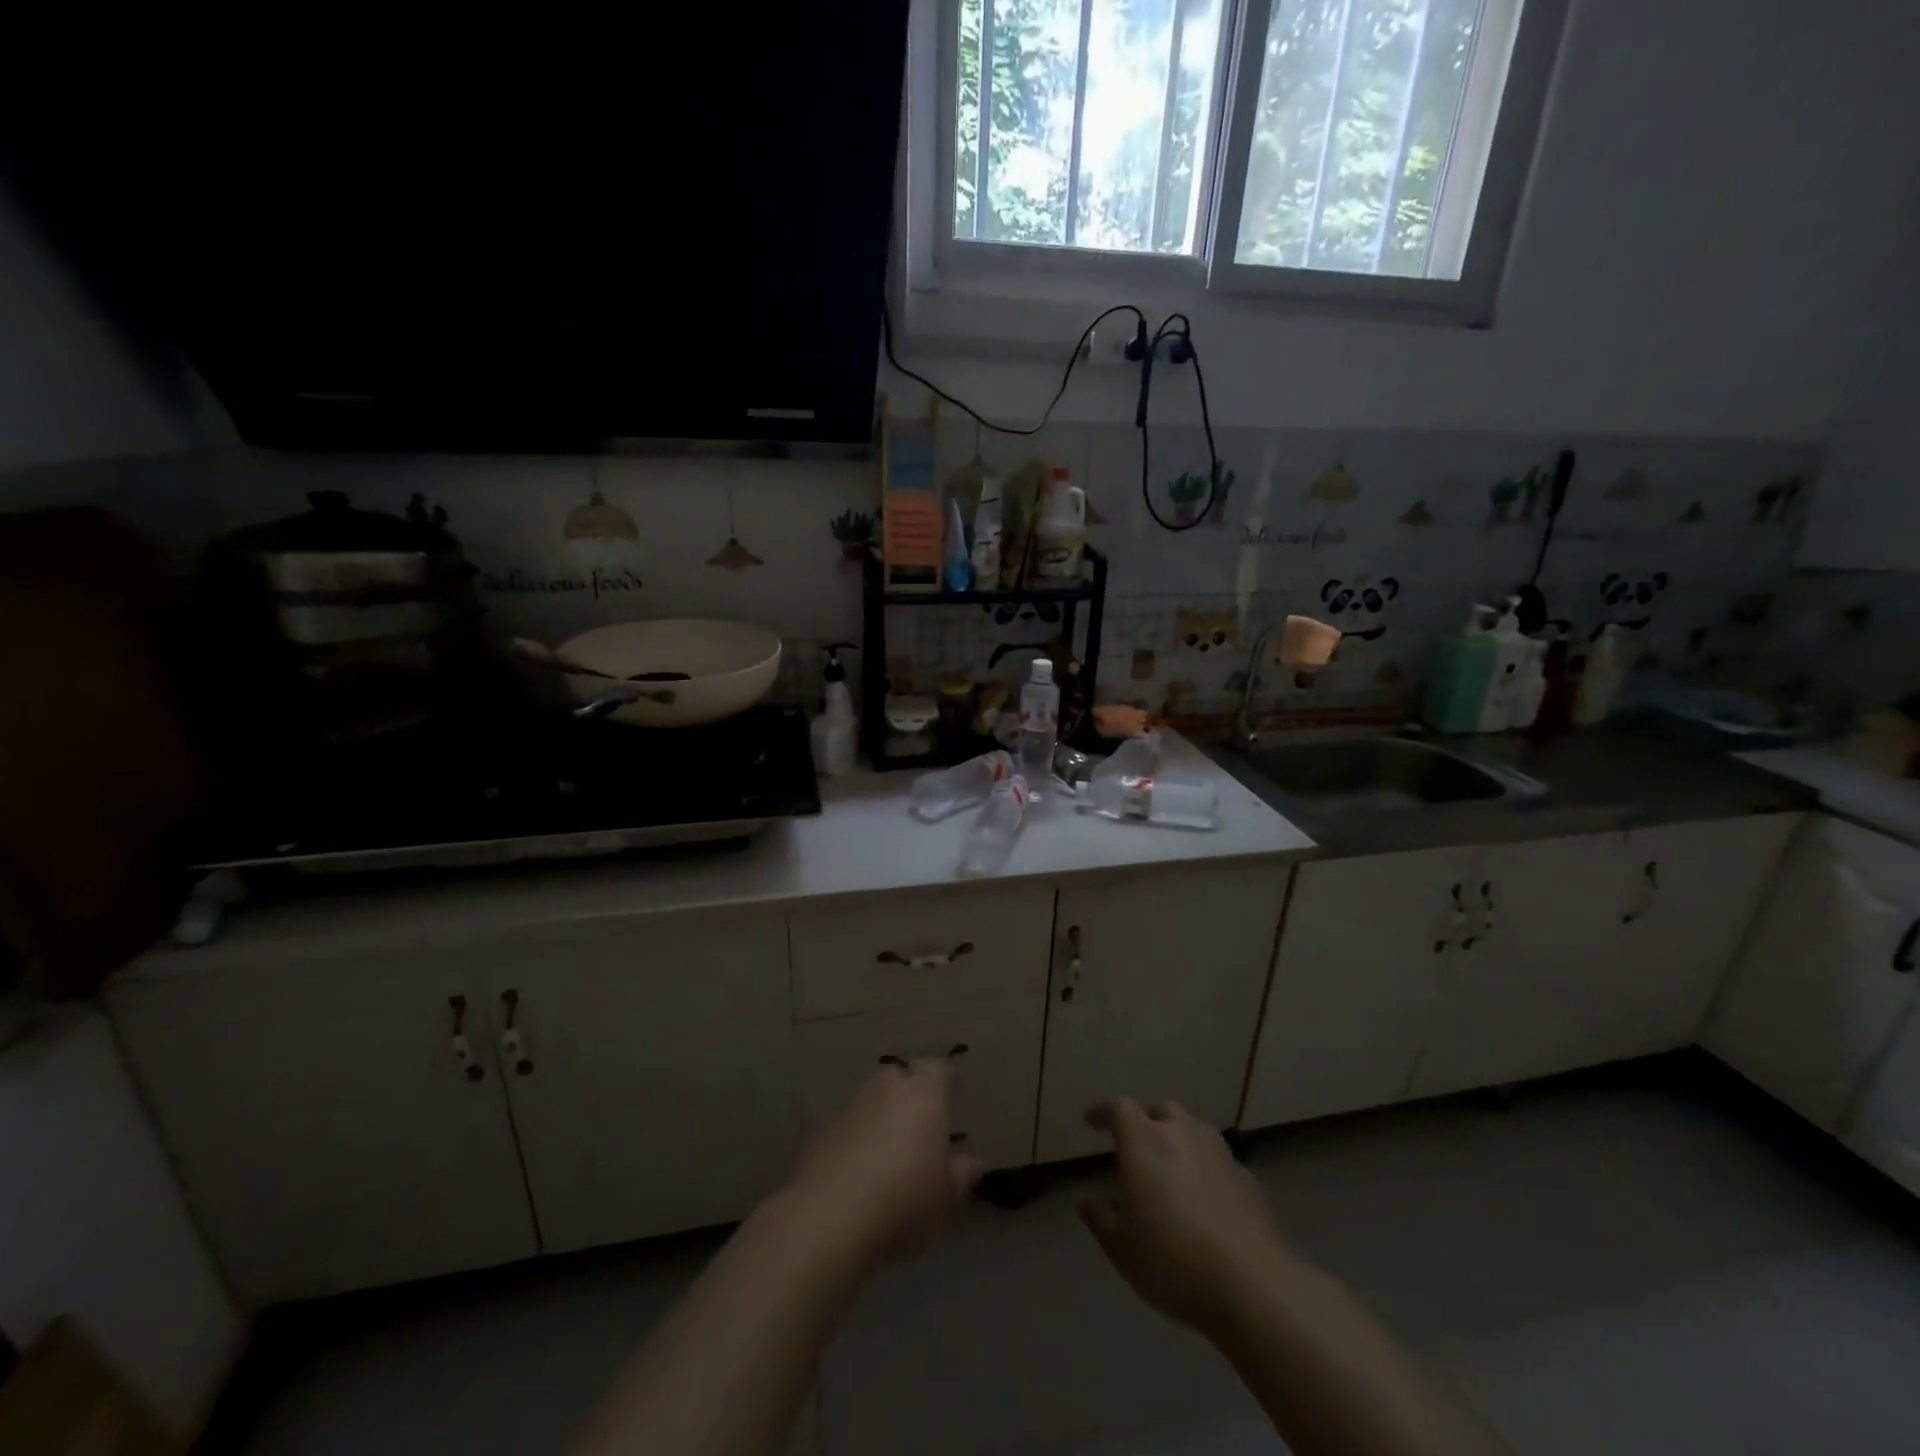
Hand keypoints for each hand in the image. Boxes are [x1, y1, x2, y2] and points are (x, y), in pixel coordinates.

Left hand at [785, 1061, 983, 1273]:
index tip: (952, 1096)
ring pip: (869, 1104)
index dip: (944, 1082)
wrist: (830, 1218)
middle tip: (917, 1130)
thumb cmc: (904, 1201)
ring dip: (878, 1121)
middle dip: (907, 1098)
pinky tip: (855, 1176)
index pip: (937, 1070)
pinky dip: (853, 1143)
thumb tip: (971, 1163)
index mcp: (922, 1095)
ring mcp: (849, 1108)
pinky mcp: (820, 1133)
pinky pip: (846, 1130)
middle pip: (899, 1081)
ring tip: (886, 1158)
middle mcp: (885, 1090)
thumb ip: (960, 1176)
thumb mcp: (945, 1199)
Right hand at [1079, 1098, 1292, 1338]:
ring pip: (1194, 1129)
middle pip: (1161, 1111)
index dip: (1103, 1112)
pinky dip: (1206, 1168)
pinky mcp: (1247, 1178)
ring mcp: (1219, 1154)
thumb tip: (1087, 1202)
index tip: (1091, 1122)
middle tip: (1136, 1145)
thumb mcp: (1122, 1249)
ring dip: (1179, 1139)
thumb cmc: (1173, 1262)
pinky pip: (1219, 1161)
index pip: (1119, 1109)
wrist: (1253, 1286)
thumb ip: (1101, 1220)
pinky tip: (1205, 1197)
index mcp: (1144, 1143)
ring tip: (1172, 1167)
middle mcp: (1181, 1135)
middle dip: (1146, 1122)